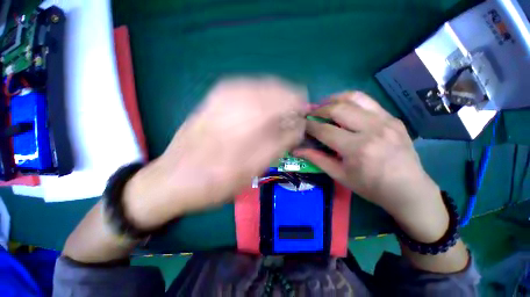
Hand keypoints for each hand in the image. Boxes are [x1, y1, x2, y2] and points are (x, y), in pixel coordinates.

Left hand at [124, 77, 307, 229]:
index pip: (290, 95)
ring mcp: (223, 92)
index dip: (300, 108)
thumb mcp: (256, 167)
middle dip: (287, 106)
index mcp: (251, 112)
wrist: (174, 178)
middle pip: (277, 88)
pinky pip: (247, 91)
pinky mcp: (214, 98)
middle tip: (287, 126)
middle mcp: (237, 93)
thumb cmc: (217, 180)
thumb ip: (282, 142)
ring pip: (263, 87)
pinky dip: (259, 103)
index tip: (300, 123)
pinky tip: (257, 119)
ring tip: (273, 125)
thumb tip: (299, 125)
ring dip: (273, 105)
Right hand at [294, 92, 447, 242]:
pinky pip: (368, 101)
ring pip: (354, 98)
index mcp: (357, 149)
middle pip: (337, 109)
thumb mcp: (339, 175)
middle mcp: (372, 130)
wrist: (409, 189)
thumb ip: (317, 159)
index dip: (309, 126)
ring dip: (334, 99)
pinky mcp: (393, 118)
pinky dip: (350, 100)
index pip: (325, 130)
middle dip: (319, 109)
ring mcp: (386, 121)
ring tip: (324, 105)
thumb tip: (296, 150)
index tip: (301, 124)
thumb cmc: (370, 186)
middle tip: (310, 114)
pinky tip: (343, 107)